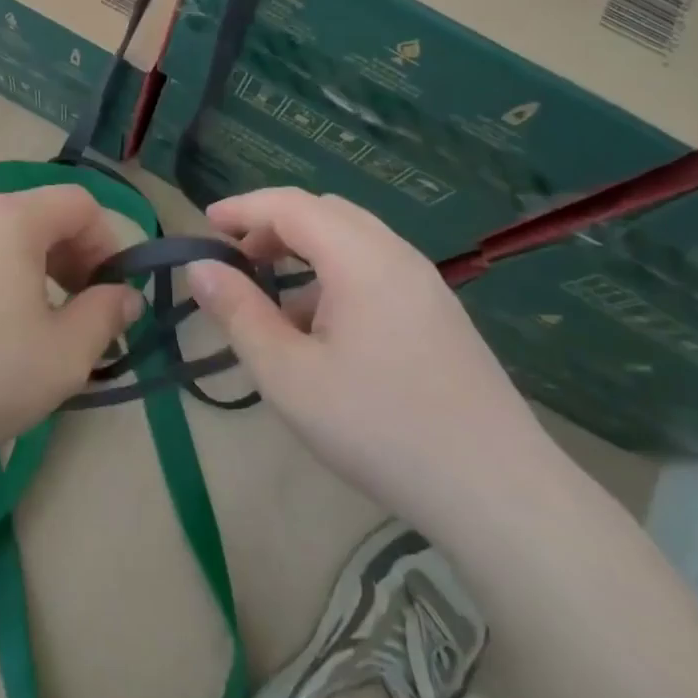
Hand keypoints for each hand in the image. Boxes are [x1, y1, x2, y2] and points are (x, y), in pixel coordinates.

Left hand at [0, 185, 143, 481]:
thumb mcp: (65, 354)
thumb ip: (107, 315)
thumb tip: (124, 295)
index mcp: (11, 218)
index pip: (80, 203)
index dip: (109, 243)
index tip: (111, 294)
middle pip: (40, 216)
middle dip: (74, 258)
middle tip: (81, 313)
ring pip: (4, 238)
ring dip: (36, 271)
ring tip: (38, 327)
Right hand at [186, 188, 550, 529]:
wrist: (497, 491)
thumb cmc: (379, 427)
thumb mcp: (288, 374)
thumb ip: (239, 313)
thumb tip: (199, 267)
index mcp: (360, 258)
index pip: (290, 205)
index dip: (241, 208)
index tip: (203, 226)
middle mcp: (396, 255)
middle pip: (324, 213)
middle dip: (271, 226)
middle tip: (235, 261)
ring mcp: (424, 284)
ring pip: (351, 241)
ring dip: (303, 253)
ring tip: (271, 301)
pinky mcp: (438, 314)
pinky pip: (374, 270)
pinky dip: (332, 277)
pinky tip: (320, 332)